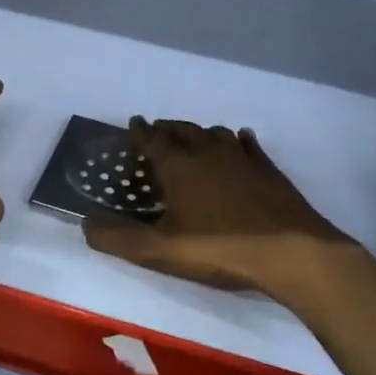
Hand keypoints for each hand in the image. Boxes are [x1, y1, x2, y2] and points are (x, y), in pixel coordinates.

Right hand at [82, 120, 354, 304]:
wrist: (291, 252)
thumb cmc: (219, 249)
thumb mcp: (159, 251)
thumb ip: (117, 238)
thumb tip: (84, 224)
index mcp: (179, 167)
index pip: (153, 140)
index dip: (140, 131)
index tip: (133, 122)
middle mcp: (208, 152)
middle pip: (183, 130)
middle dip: (167, 128)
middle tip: (158, 129)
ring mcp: (242, 159)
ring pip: (215, 133)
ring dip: (199, 132)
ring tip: (193, 137)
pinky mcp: (269, 170)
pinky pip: (248, 145)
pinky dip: (238, 140)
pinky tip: (240, 141)